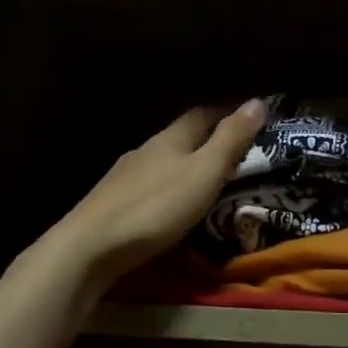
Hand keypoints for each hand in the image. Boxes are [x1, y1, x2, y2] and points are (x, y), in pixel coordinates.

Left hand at [45, 100, 267, 294]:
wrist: (90, 247)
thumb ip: (230, 140)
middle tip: (234, 155)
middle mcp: (145, 150)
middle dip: (206, 141)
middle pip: (180, 138)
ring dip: (183, 167)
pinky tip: (169, 205)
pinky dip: (165, 189)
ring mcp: (124, 177)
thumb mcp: (204, 173)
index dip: (226, 114)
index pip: (201, 115)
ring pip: (161, 163)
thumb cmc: (156, 207)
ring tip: (206, 182)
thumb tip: (257, 101)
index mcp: (170, 139)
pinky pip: (147, 187)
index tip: (249, 120)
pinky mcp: (111, 203)